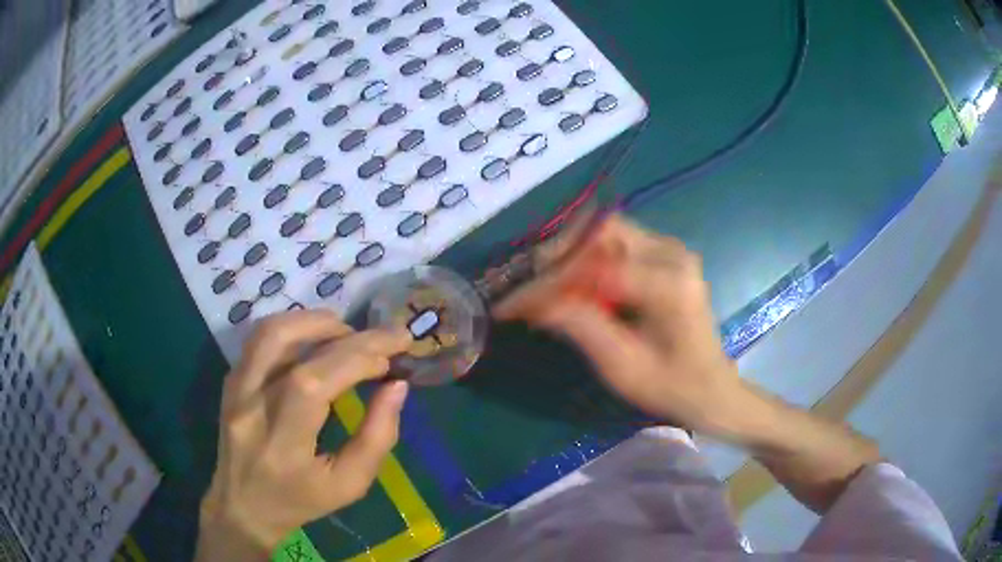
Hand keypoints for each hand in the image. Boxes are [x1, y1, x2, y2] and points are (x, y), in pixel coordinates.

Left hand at [196, 310, 411, 560]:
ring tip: (349, 333)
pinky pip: (260, 340)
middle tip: (385, 338)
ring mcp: (235, 389)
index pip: (315, 382)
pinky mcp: (230, 380)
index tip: (393, 356)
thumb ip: (377, 438)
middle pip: (293, 348)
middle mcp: (251, 407)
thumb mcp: (349, 485)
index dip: (358, 359)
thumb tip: (397, 387)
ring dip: (315, 321)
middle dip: (349, 335)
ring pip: (270, 332)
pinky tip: (316, 340)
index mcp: (282, 444)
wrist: (243, 506)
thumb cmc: (300, 502)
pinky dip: (294, 329)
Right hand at [495, 215, 745, 433]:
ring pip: (606, 232)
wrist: (710, 388)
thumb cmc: (671, 386)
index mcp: (669, 283)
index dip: (547, 284)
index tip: (510, 305)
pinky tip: (574, 286)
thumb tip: (532, 302)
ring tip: (546, 289)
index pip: (595, 266)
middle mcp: (673, 253)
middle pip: (601, 230)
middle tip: (530, 290)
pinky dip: (589, 259)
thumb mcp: (621, 366)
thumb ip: (579, 326)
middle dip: (559, 256)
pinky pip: (617, 243)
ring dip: (571, 255)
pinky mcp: (666, 256)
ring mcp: (672, 250)